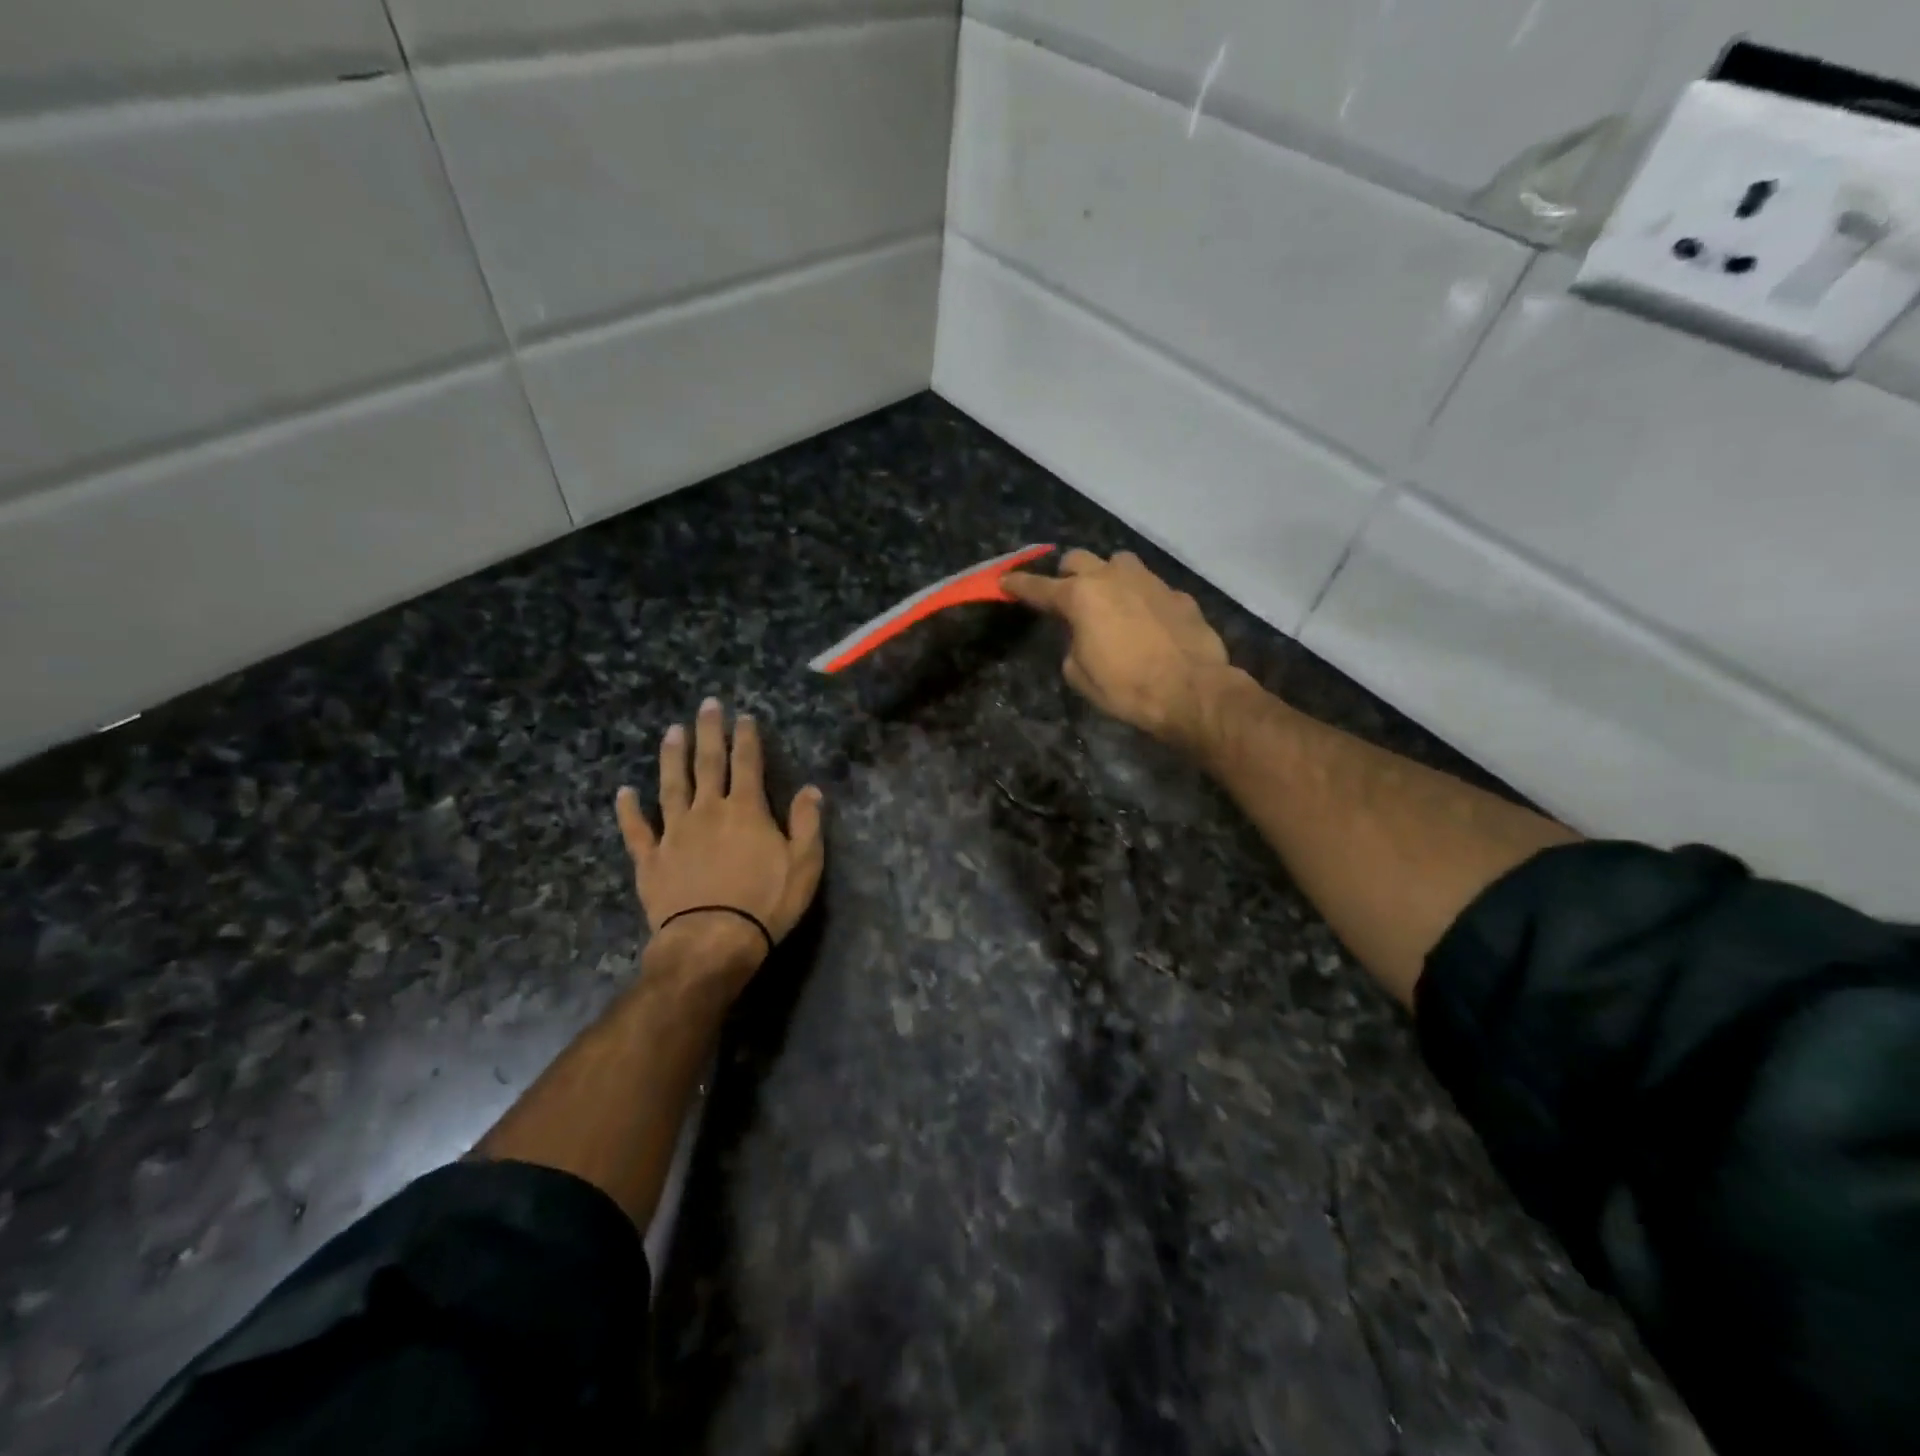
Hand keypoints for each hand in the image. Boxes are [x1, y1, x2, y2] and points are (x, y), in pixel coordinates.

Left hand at [614, 699, 824, 983]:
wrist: (712, 941)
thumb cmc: (765, 903)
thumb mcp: (804, 864)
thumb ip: (807, 823)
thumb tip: (811, 789)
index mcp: (746, 810)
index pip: (748, 764)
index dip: (747, 738)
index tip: (744, 716)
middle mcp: (708, 811)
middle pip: (708, 763)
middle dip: (709, 732)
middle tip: (706, 705)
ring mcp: (675, 833)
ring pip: (671, 785)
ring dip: (672, 757)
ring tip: (671, 732)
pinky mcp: (651, 859)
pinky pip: (637, 829)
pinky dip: (629, 809)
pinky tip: (624, 791)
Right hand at [1003, 549, 1232, 748]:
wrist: (1191, 690)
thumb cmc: (1126, 687)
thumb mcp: (1079, 675)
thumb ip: (1072, 644)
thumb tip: (1081, 635)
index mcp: (1080, 597)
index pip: (1039, 587)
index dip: (1019, 585)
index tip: (1006, 581)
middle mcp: (1112, 578)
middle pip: (1078, 559)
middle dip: (1067, 574)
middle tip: (1067, 596)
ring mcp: (1148, 581)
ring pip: (1118, 562)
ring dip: (1107, 576)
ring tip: (1111, 600)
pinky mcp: (1177, 594)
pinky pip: (1150, 586)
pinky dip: (1141, 598)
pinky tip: (1148, 622)